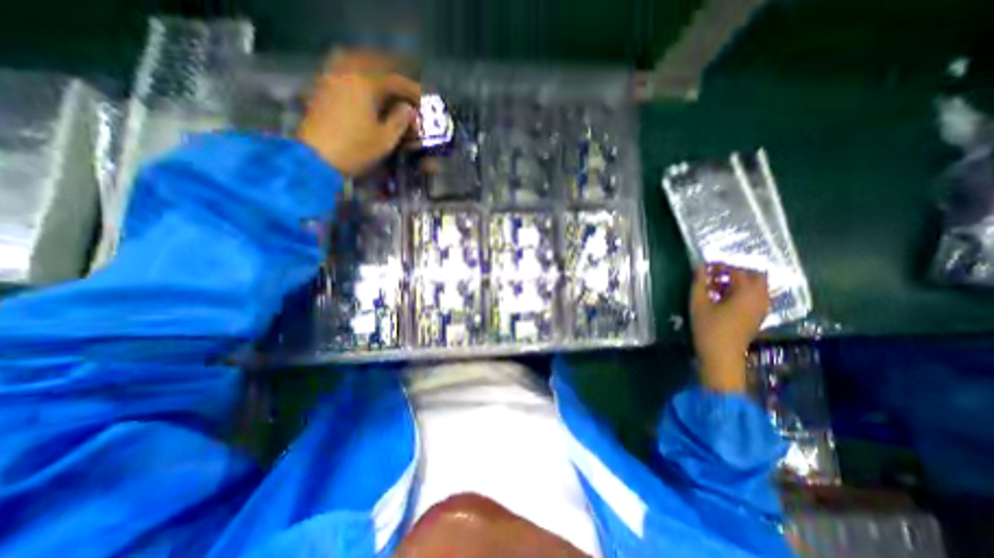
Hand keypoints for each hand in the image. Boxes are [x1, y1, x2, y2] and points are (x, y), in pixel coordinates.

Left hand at [294, 67, 419, 173]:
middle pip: (374, 64)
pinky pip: (341, 71)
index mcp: (365, 85)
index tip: (424, 99)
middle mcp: (347, 74)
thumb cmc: (355, 150)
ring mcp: (331, 79)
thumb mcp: (385, 140)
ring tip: (385, 84)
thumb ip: (400, 121)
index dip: (412, 90)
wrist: (316, 159)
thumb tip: (409, 109)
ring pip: (354, 62)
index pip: (395, 81)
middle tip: (406, 89)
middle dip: (393, 75)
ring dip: (373, 70)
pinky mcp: (321, 89)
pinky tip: (363, 87)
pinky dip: (356, 75)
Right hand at [693, 264, 766, 392]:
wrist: (722, 356)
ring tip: (718, 287)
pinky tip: (725, 299)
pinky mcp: (759, 316)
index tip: (704, 269)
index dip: (719, 267)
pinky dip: (743, 292)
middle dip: (735, 272)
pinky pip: (756, 296)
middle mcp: (759, 297)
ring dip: (739, 282)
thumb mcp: (698, 303)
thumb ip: (699, 282)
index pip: (736, 270)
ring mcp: (762, 308)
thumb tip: (699, 266)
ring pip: (757, 286)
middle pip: (755, 275)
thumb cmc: (708, 328)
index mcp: (746, 292)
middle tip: (716, 276)